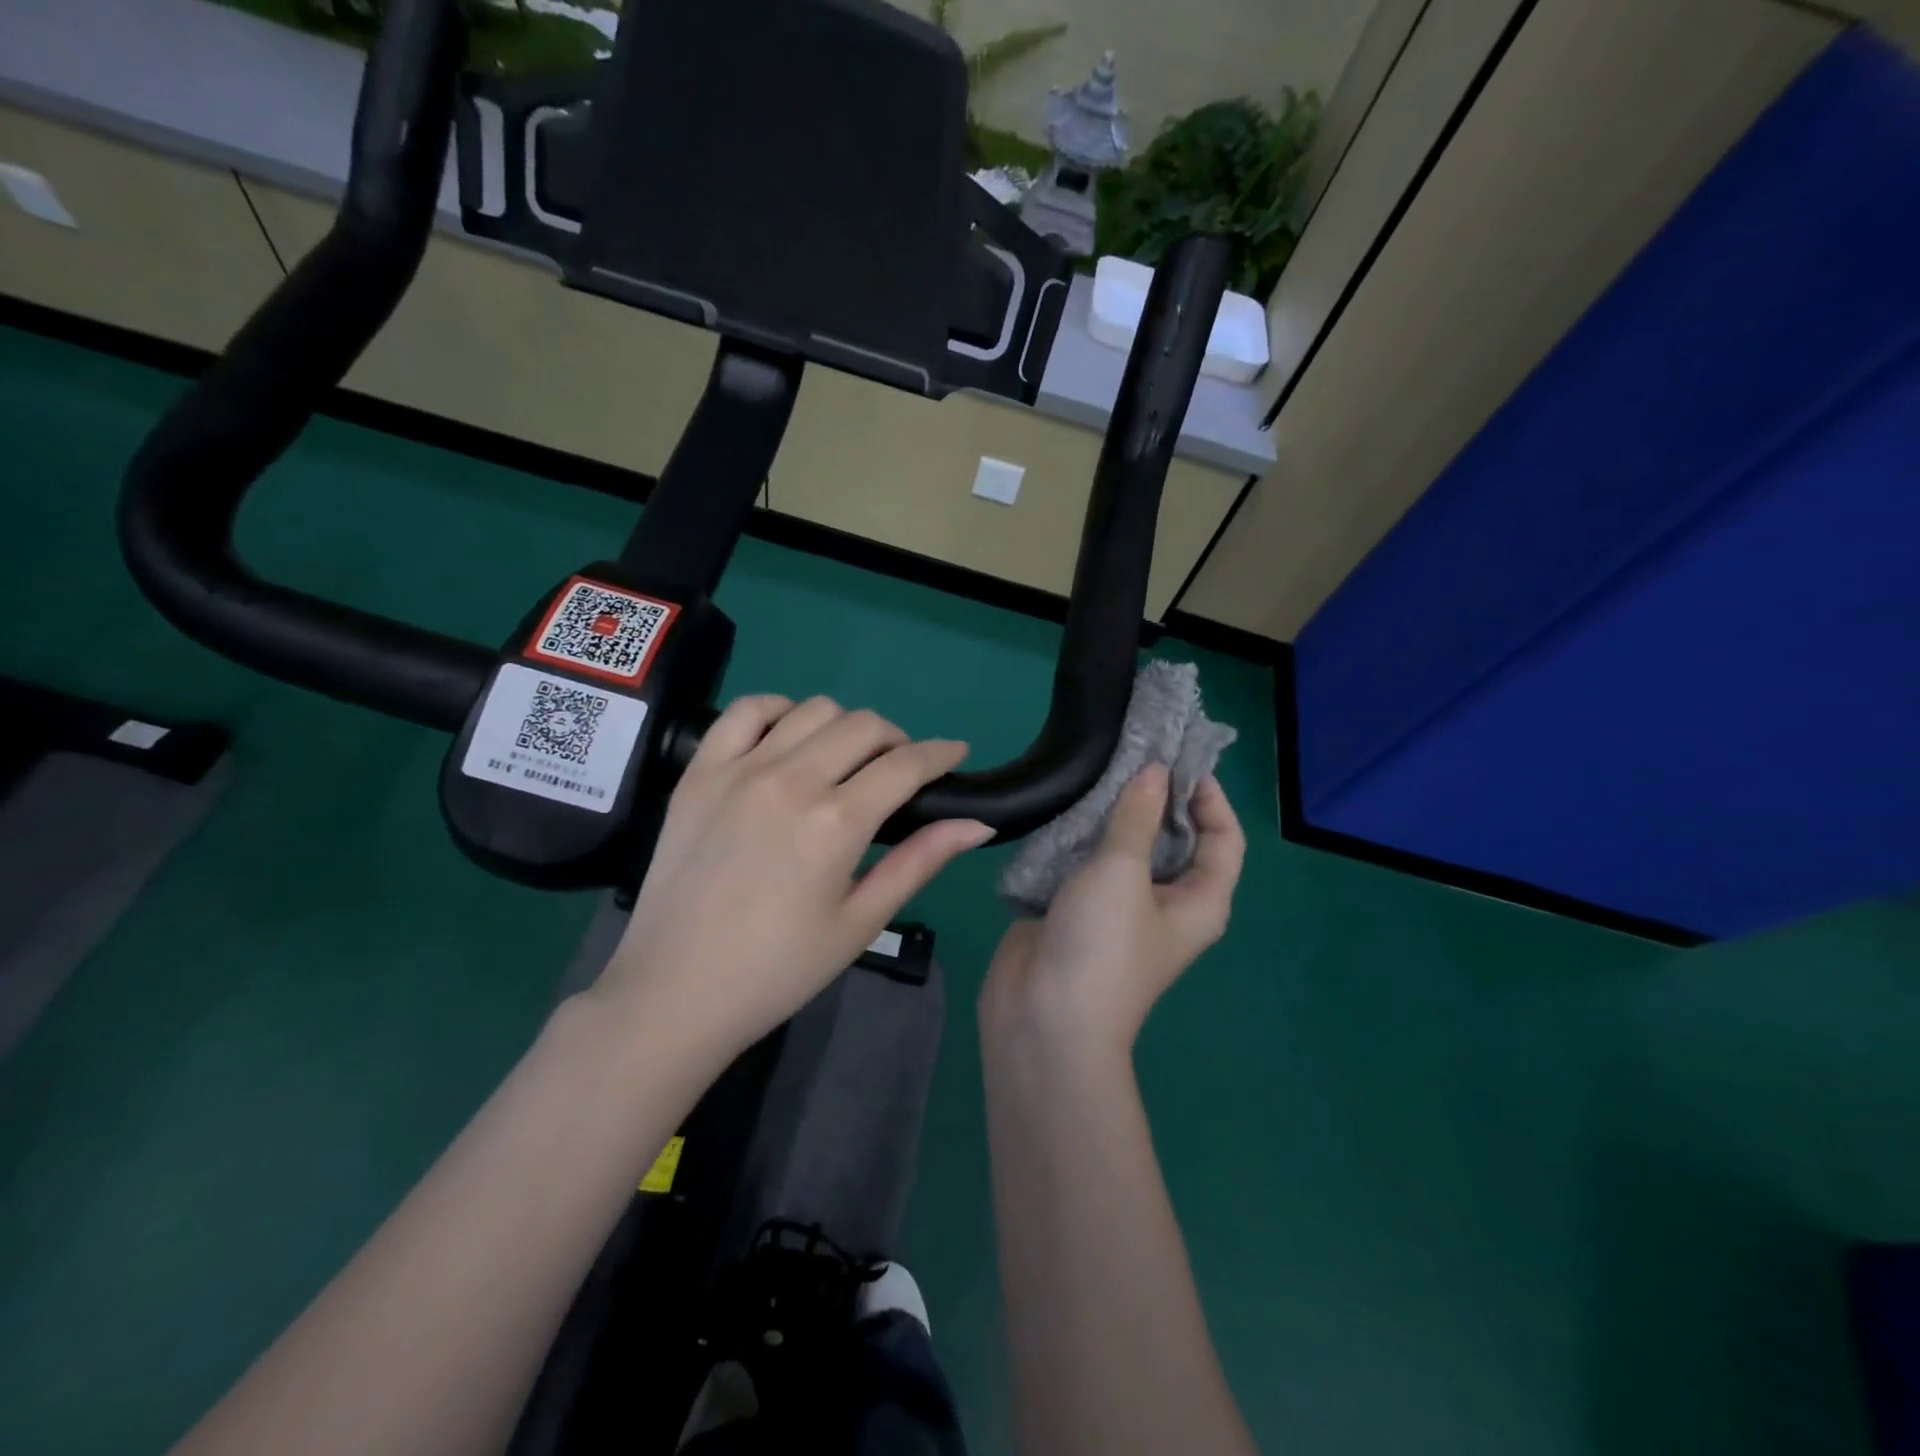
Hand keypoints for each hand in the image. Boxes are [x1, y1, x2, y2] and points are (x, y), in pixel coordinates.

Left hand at [595, 695, 994, 1060]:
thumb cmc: (778, 969)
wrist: (674, 992)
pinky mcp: (699, 772)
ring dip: (844, 726)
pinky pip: (746, 711)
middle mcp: (791, 780)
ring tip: (844, 760)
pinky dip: (779, 711)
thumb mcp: (860, 922)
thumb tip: (978, 824)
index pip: (906, 765)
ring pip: (813, 709)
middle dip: (897, 741)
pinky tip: (788, 740)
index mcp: (836, 823)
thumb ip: (920, 862)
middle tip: (898, 772)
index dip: (941, 753)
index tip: (956, 753)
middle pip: (863, 726)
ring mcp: (739, 769)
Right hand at [981, 765, 1243, 1057]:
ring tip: (1096, 767)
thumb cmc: (1102, 945)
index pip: (1224, 838)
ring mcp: (1119, 906)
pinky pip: (1087, 861)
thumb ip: (1137, 816)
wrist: (1042, 1019)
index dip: (1210, 796)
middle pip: (1173, 838)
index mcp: (1199, 900)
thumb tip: (1156, 770)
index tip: (1177, 758)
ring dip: (1113, 813)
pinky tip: (1065, 802)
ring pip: (1126, 847)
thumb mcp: (1123, 872)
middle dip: (1155, 797)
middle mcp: (1167, 901)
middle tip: (1130, 752)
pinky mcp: (1078, 908)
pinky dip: (1081, 833)